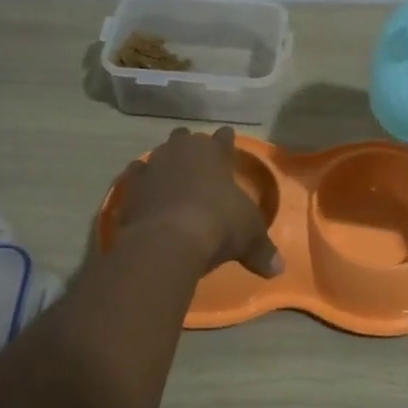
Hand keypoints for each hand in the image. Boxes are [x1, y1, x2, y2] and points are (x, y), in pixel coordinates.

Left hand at [113, 127, 283, 277]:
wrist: (166, 241)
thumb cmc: (218, 225)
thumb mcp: (249, 237)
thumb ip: (262, 250)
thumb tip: (278, 269)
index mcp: (213, 152)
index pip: (223, 139)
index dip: (227, 140)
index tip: (227, 138)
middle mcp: (180, 152)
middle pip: (185, 139)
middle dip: (190, 146)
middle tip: (196, 159)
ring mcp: (151, 168)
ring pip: (158, 156)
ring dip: (164, 164)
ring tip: (169, 176)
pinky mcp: (129, 190)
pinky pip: (136, 180)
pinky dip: (142, 186)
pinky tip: (145, 194)